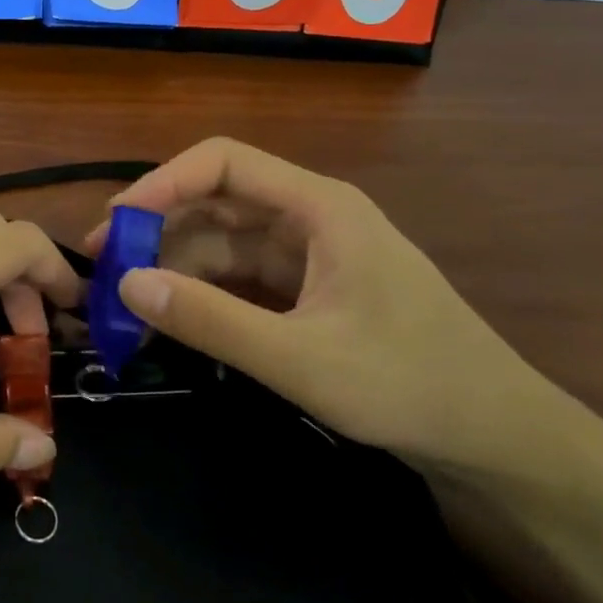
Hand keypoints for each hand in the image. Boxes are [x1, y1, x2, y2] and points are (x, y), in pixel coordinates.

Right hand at [85, 138, 564, 475]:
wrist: (499, 440)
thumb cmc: (410, 385)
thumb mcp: (301, 358)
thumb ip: (210, 319)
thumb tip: (126, 283)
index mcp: (317, 207)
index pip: (223, 162)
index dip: (162, 182)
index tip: (116, 224)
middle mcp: (308, 218)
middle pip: (215, 202)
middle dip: (157, 229)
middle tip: (103, 270)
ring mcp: (307, 256)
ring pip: (222, 244)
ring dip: (174, 267)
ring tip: (126, 304)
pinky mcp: (306, 291)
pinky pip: (239, 279)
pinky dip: (201, 293)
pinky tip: (170, 318)